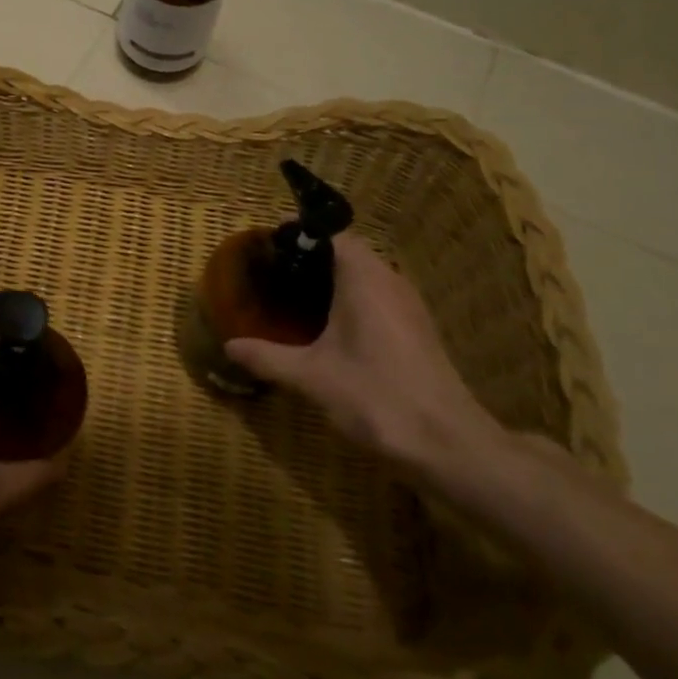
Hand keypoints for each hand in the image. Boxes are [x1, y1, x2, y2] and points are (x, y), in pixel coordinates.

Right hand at [225, 235, 506, 485]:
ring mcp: (409, 307)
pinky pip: (378, 298)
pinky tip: (329, 330)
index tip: (269, 248)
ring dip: (333, 281)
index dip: (301, 235)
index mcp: (365, 280)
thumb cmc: (376, 396)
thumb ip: (267, 357)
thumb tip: (229, 346)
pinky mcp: (417, 331)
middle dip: (312, 258)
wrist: (448, 444)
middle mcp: (390, 282)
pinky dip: (351, 302)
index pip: (333, 234)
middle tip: (274, 274)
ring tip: (294, 298)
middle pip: (349, 253)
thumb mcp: (311, 377)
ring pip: (366, 277)